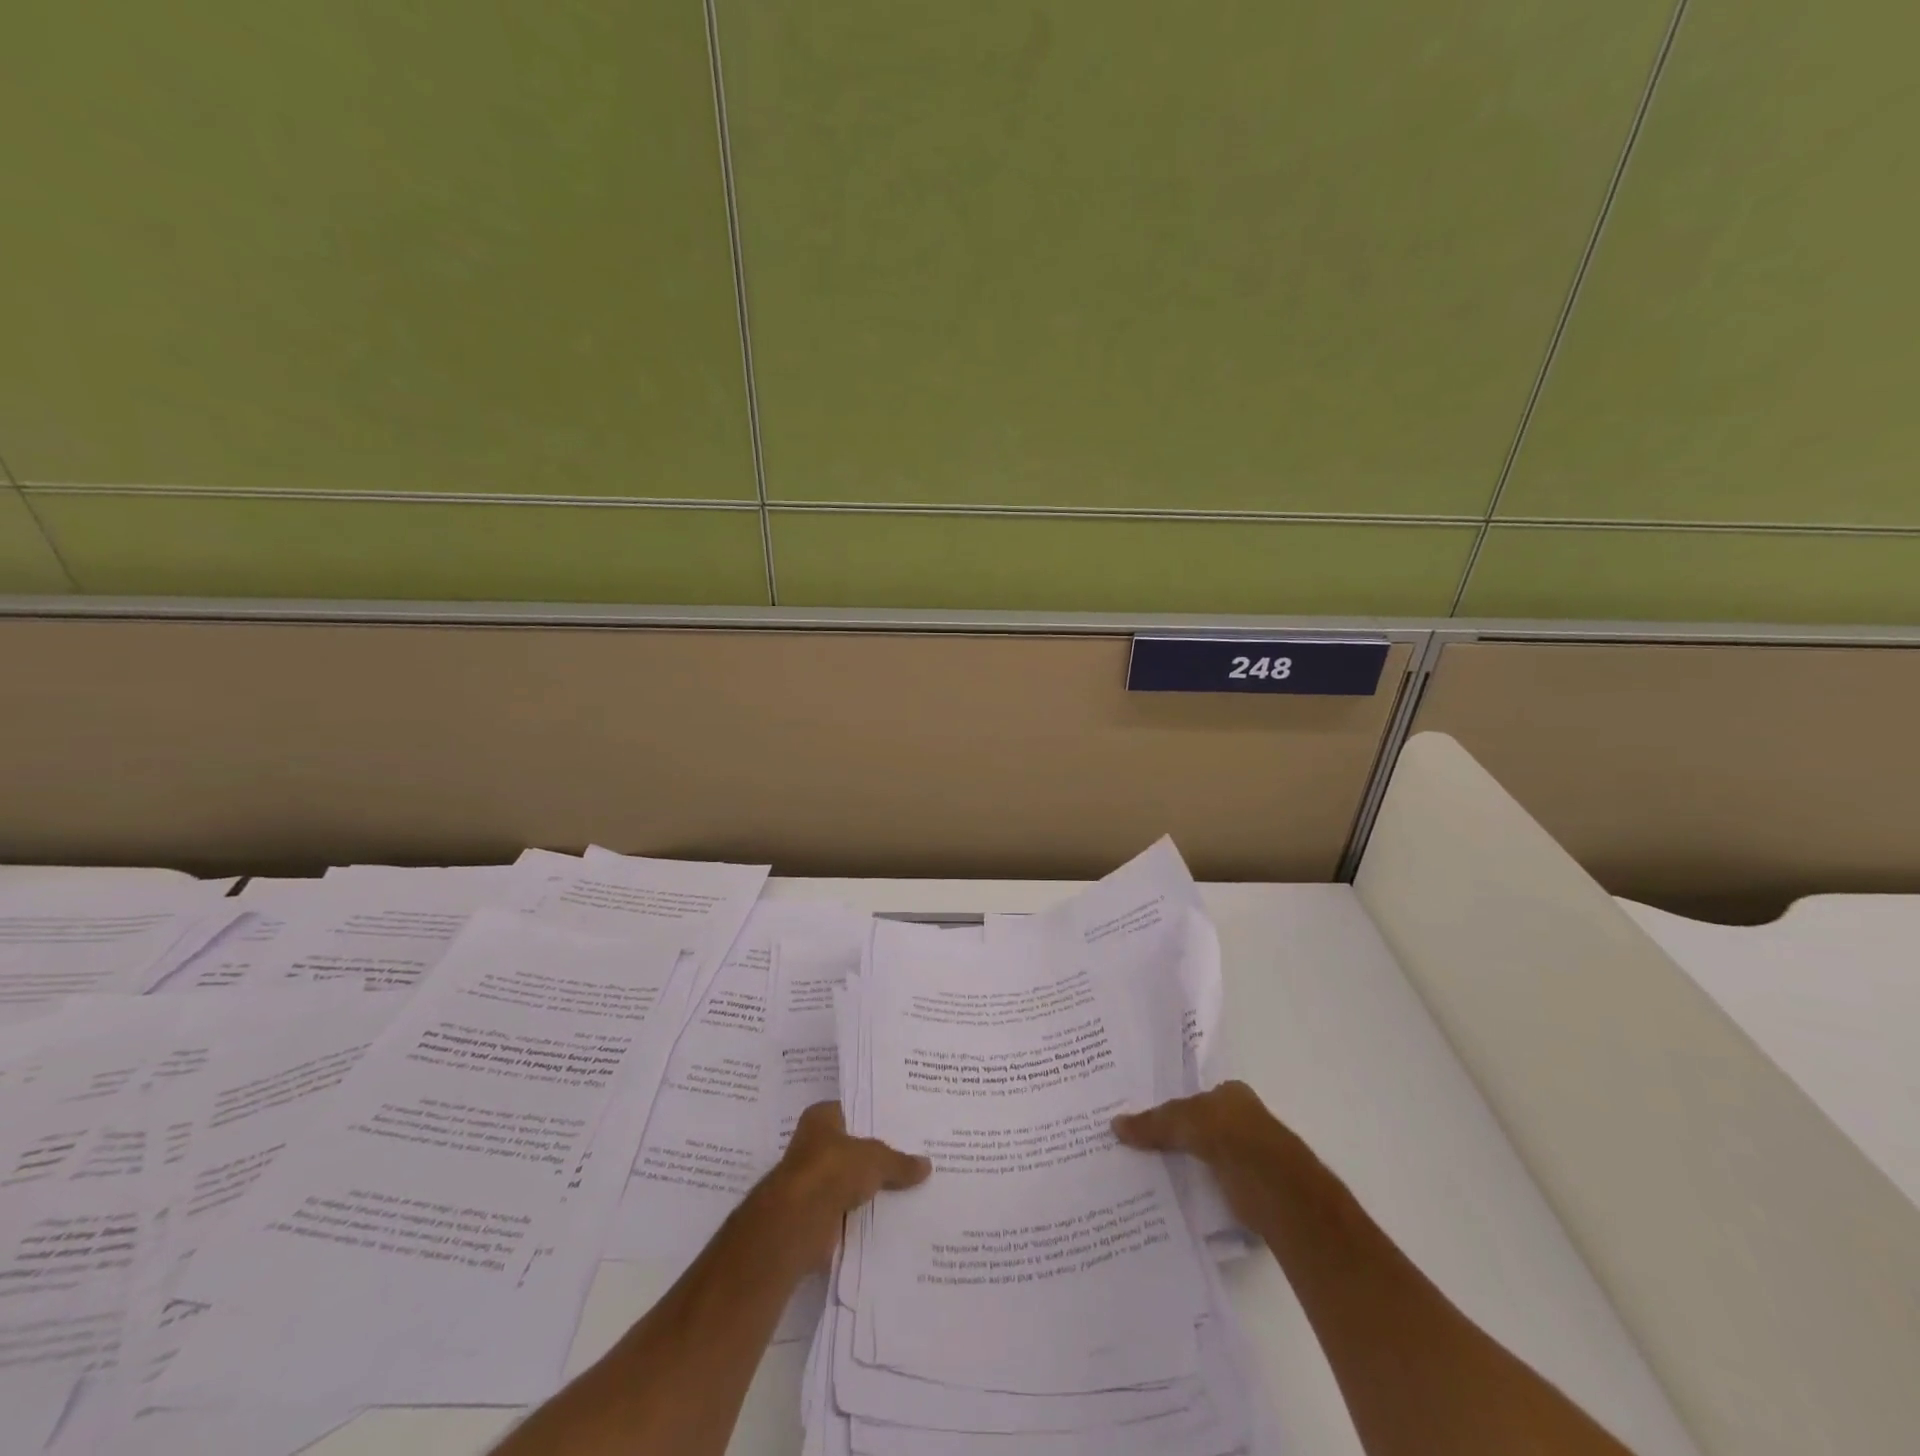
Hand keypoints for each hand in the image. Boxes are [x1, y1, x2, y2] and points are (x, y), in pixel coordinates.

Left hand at [763, 1102, 931, 1271]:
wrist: (800, 1221)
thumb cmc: (833, 1169)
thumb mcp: (876, 1158)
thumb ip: (900, 1162)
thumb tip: (926, 1165)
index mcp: (821, 1117)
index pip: (854, 1110)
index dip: (877, 1117)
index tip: (903, 1125)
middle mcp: (814, 1144)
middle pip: (853, 1146)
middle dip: (877, 1154)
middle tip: (912, 1155)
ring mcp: (813, 1179)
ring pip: (851, 1178)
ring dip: (870, 1186)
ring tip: (909, 1186)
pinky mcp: (816, 1212)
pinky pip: (848, 1207)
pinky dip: (864, 1211)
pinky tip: (891, 1213)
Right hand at [1112, 1081, 1305, 1230]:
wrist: (1275, 1188)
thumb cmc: (1231, 1136)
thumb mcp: (1182, 1120)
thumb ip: (1152, 1123)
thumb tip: (1114, 1124)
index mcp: (1231, 1094)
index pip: (1194, 1095)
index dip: (1168, 1105)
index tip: (1140, 1118)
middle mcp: (1241, 1121)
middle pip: (1197, 1126)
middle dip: (1172, 1136)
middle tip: (1132, 1144)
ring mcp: (1247, 1157)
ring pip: (1203, 1158)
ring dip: (1181, 1166)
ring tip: (1140, 1172)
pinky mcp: (1248, 1191)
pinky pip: (1210, 1186)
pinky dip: (1193, 1191)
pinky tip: (1167, 1198)